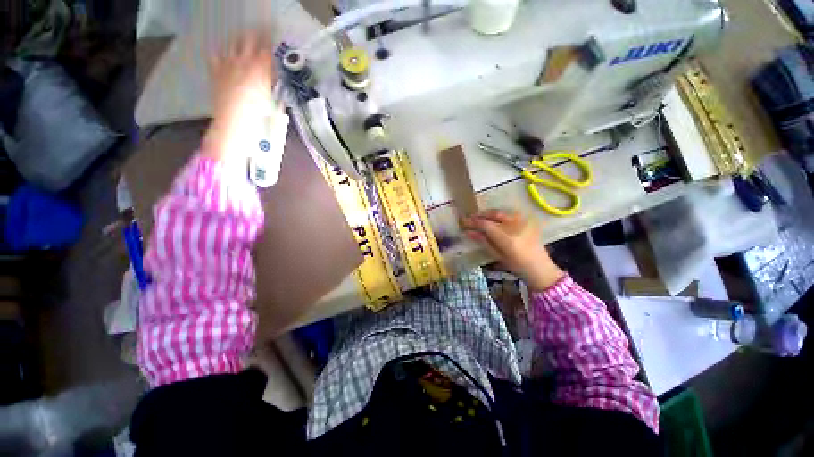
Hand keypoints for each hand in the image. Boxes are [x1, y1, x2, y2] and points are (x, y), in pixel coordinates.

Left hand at [202, 32, 276, 163]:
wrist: (234, 120)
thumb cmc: (259, 113)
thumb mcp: (274, 100)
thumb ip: (274, 86)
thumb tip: (276, 78)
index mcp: (261, 68)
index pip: (268, 49)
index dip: (271, 40)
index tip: (274, 34)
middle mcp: (244, 60)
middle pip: (250, 39)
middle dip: (256, 34)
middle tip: (260, 30)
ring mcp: (228, 63)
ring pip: (233, 43)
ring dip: (239, 40)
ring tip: (243, 38)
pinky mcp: (216, 70)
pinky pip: (216, 55)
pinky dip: (221, 53)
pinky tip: (223, 54)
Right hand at [461, 209, 564, 290]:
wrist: (540, 268)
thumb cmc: (517, 266)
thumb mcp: (497, 255)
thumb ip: (483, 241)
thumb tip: (468, 232)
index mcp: (507, 239)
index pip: (486, 225)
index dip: (473, 222)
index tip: (463, 222)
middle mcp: (516, 227)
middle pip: (494, 214)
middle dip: (480, 215)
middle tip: (470, 218)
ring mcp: (524, 222)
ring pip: (502, 212)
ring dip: (489, 213)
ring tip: (480, 218)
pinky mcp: (528, 221)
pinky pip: (510, 214)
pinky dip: (500, 215)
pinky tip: (494, 219)